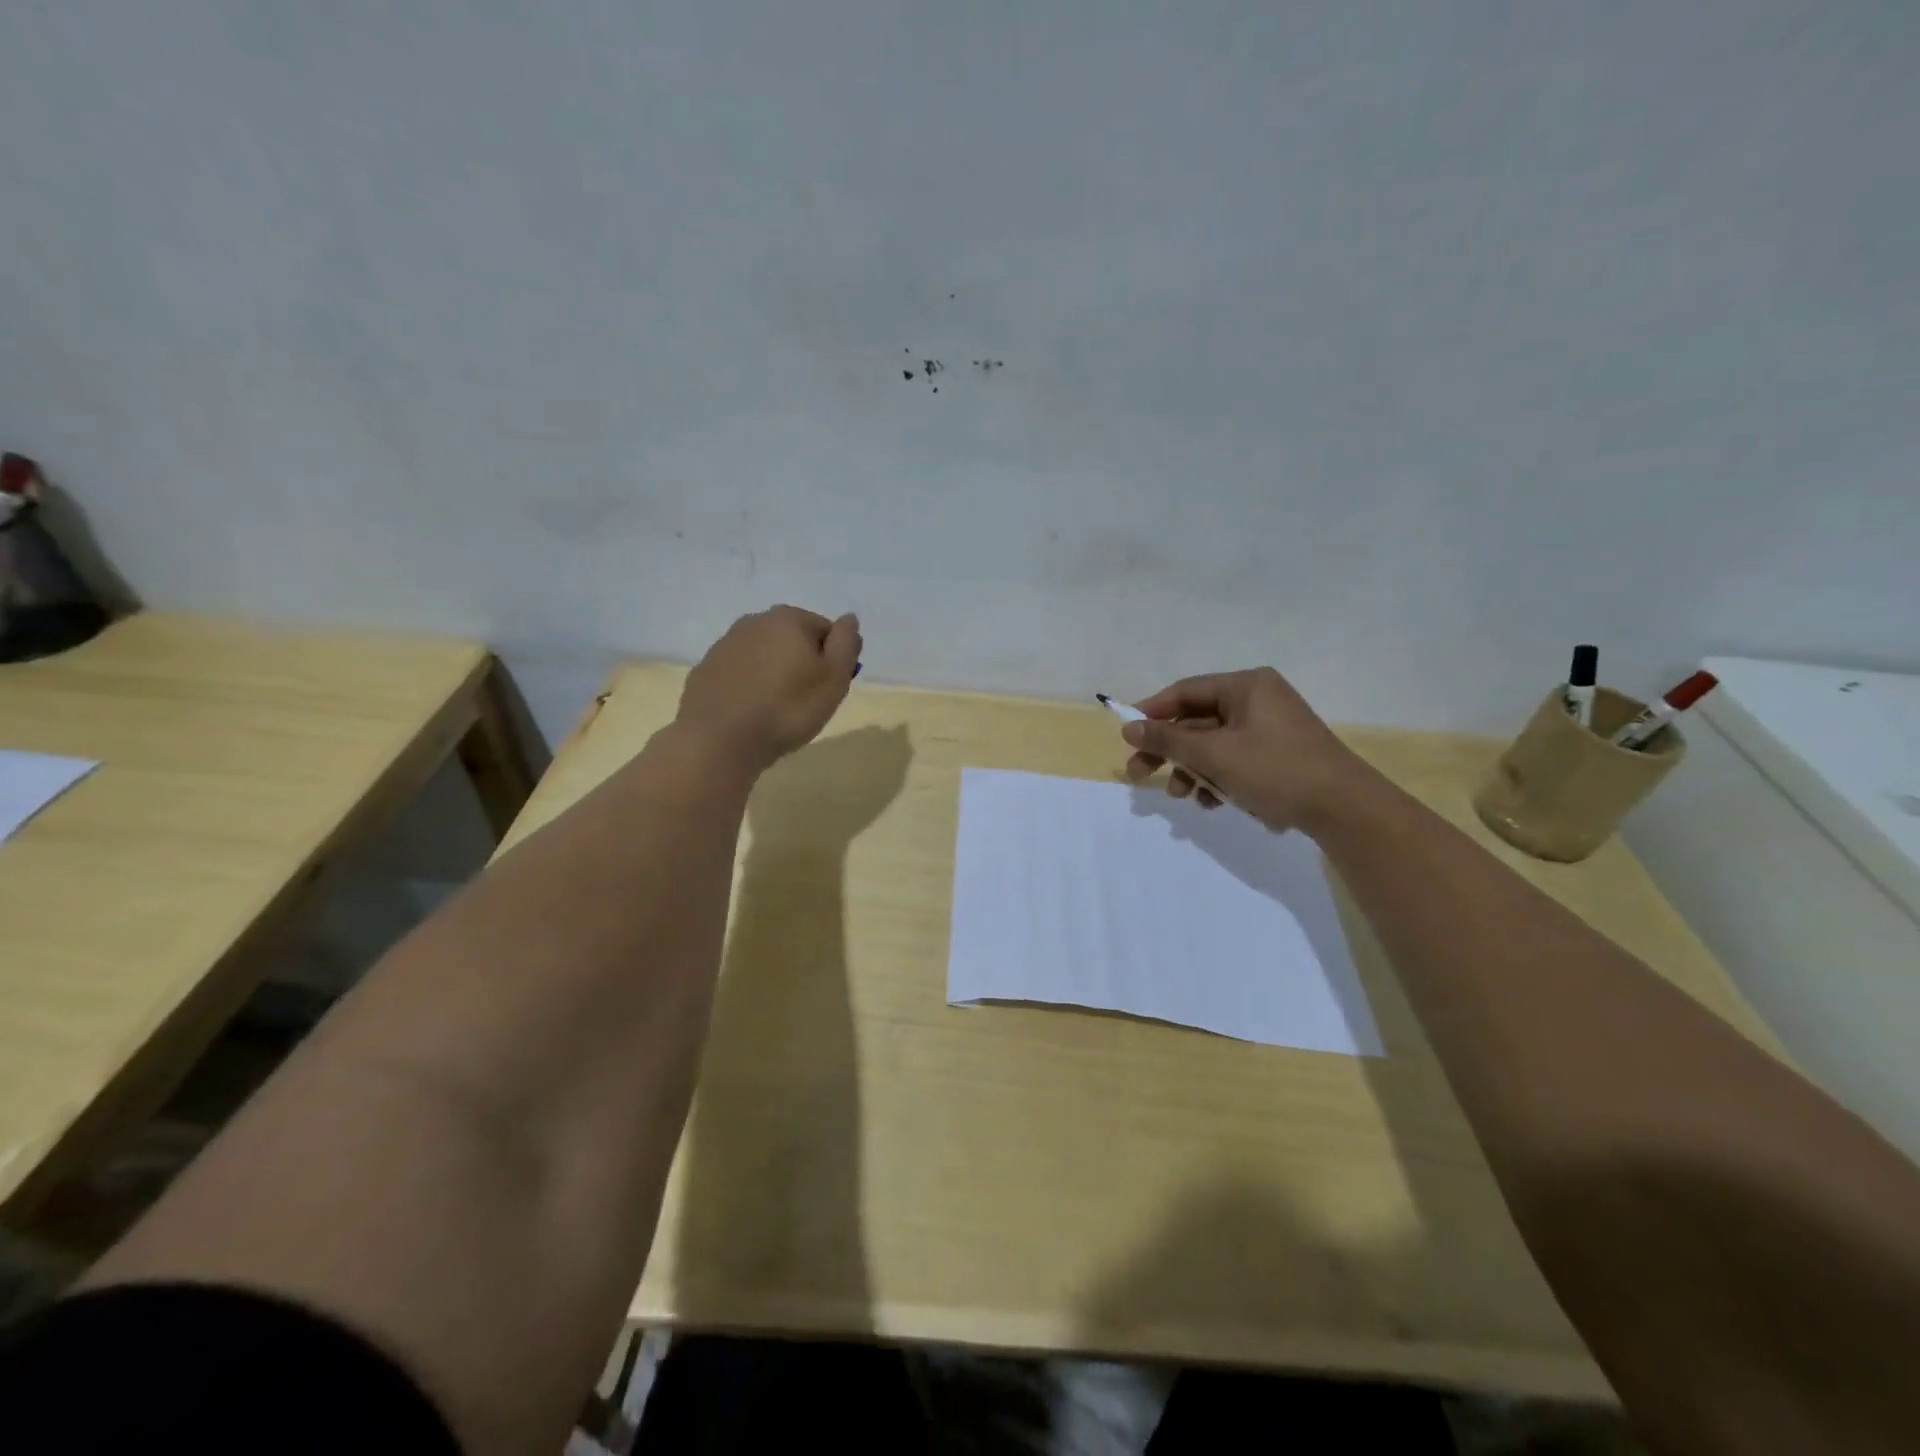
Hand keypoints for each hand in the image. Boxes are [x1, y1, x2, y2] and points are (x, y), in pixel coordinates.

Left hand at [677, 606, 862, 770]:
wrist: (719, 741)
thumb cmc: (788, 709)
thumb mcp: (834, 678)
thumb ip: (846, 643)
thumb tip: (850, 618)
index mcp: (789, 619)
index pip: (826, 630)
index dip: (832, 660)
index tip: (828, 689)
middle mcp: (754, 621)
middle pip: (792, 640)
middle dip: (802, 664)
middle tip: (805, 702)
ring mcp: (725, 645)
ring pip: (764, 656)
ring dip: (774, 674)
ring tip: (776, 710)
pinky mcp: (705, 670)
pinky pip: (739, 674)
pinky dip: (749, 687)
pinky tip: (750, 713)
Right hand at [1120, 668, 1374, 832]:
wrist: (1345, 810)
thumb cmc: (1276, 770)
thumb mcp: (1214, 755)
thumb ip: (1168, 739)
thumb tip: (1128, 727)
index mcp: (1246, 686)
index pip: (1185, 691)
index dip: (1152, 713)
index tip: (1127, 737)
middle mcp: (1258, 700)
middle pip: (1197, 721)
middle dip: (1171, 752)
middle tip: (1140, 776)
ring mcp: (1270, 729)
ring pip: (1214, 746)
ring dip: (1194, 771)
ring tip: (1184, 798)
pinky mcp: (1278, 756)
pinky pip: (1235, 761)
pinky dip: (1219, 779)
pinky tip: (1214, 803)